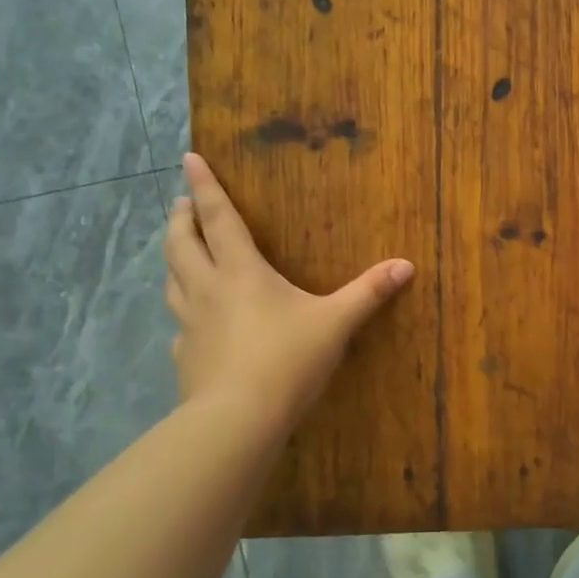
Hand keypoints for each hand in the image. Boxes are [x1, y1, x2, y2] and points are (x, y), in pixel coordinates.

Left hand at [164, 152, 413, 424]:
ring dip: (175, 257)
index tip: (188, 158)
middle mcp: (208, 289)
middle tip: (181, 203)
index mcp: (241, 272)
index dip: (204, 187)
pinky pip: (180, 323)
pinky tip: (194, 322)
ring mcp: (190, 324)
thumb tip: (406, 265)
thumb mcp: (336, 323)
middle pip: (183, 243)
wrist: (238, 419)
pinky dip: (184, 309)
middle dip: (181, 218)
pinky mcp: (185, 356)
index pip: (219, 218)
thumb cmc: (288, 359)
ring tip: (182, 250)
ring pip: (172, 279)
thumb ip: (369, 293)